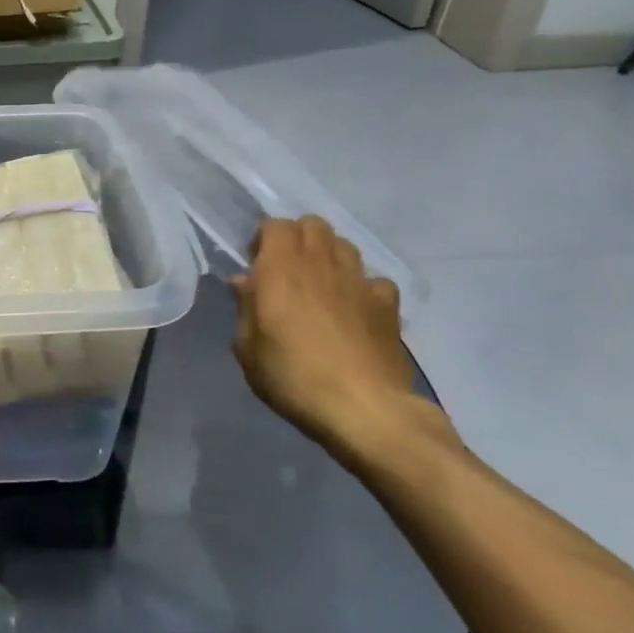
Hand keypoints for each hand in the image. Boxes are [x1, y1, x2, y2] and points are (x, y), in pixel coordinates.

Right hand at [232, 217, 455, 470]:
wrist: (362, 408)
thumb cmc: (292, 376)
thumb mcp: (248, 348)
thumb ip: (245, 307)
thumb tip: (245, 282)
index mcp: (281, 269)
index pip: (275, 225)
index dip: (264, 238)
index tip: (255, 264)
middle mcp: (321, 264)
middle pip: (313, 224)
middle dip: (297, 237)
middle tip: (286, 269)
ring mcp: (359, 282)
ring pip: (344, 245)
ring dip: (329, 255)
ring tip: (319, 284)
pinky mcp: (387, 305)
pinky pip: (374, 280)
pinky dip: (362, 286)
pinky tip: (355, 308)